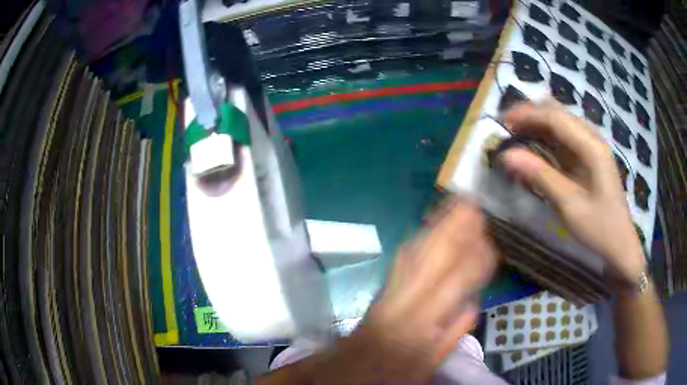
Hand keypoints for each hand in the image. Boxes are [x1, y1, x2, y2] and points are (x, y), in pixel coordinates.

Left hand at [323, 201, 495, 383]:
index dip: (474, 259)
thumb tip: (471, 305)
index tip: (490, 242)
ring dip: (439, 226)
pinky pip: (402, 257)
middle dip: (455, 228)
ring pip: (416, 251)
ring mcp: (388, 290)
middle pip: (432, 257)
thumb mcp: (426, 367)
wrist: (350, 369)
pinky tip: (431, 225)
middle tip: (474, 205)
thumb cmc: (390, 374)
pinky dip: (420, 237)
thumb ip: (450, 336)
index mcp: (419, 325)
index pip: (453, 284)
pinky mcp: (381, 286)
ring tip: (458, 206)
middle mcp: (403, 301)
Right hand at [499, 101, 644, 284]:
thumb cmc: (599, 228)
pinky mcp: (590, 157)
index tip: (503, 121)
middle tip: (508, 126)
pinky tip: (536, 146)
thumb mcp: (569, 206)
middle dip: (531, 114)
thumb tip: (507, 156)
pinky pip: (565, 137)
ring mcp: (592, 147)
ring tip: (517, 133)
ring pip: (561, 122)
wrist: (621, 245)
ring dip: (538, 124)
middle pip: (559, 112)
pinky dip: (547, 137)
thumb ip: (541, 177)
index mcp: (592, 147)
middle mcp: (592, 139)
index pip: (555, 117)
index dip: (527, 114)